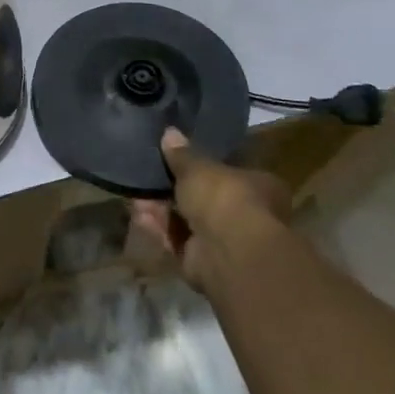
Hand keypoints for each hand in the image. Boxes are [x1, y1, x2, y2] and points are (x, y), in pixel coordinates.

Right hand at [130, 127, 291, 286]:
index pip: (228, 172)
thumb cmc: (225, 198)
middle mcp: (246, 215)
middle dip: (173, 189)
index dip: (201, 167)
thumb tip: (170, 133)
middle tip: (149, 176)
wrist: (229, 252)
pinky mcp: (202, 261)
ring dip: (161, 209)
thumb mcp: (199, 167)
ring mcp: (224, 241)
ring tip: (135, 194)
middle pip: (203, 198)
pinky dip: (158, 228)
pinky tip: (138, 215)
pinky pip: (176, 240)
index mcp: (259, 187)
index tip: (175, 159)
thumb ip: (182, 154)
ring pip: (186, 220)